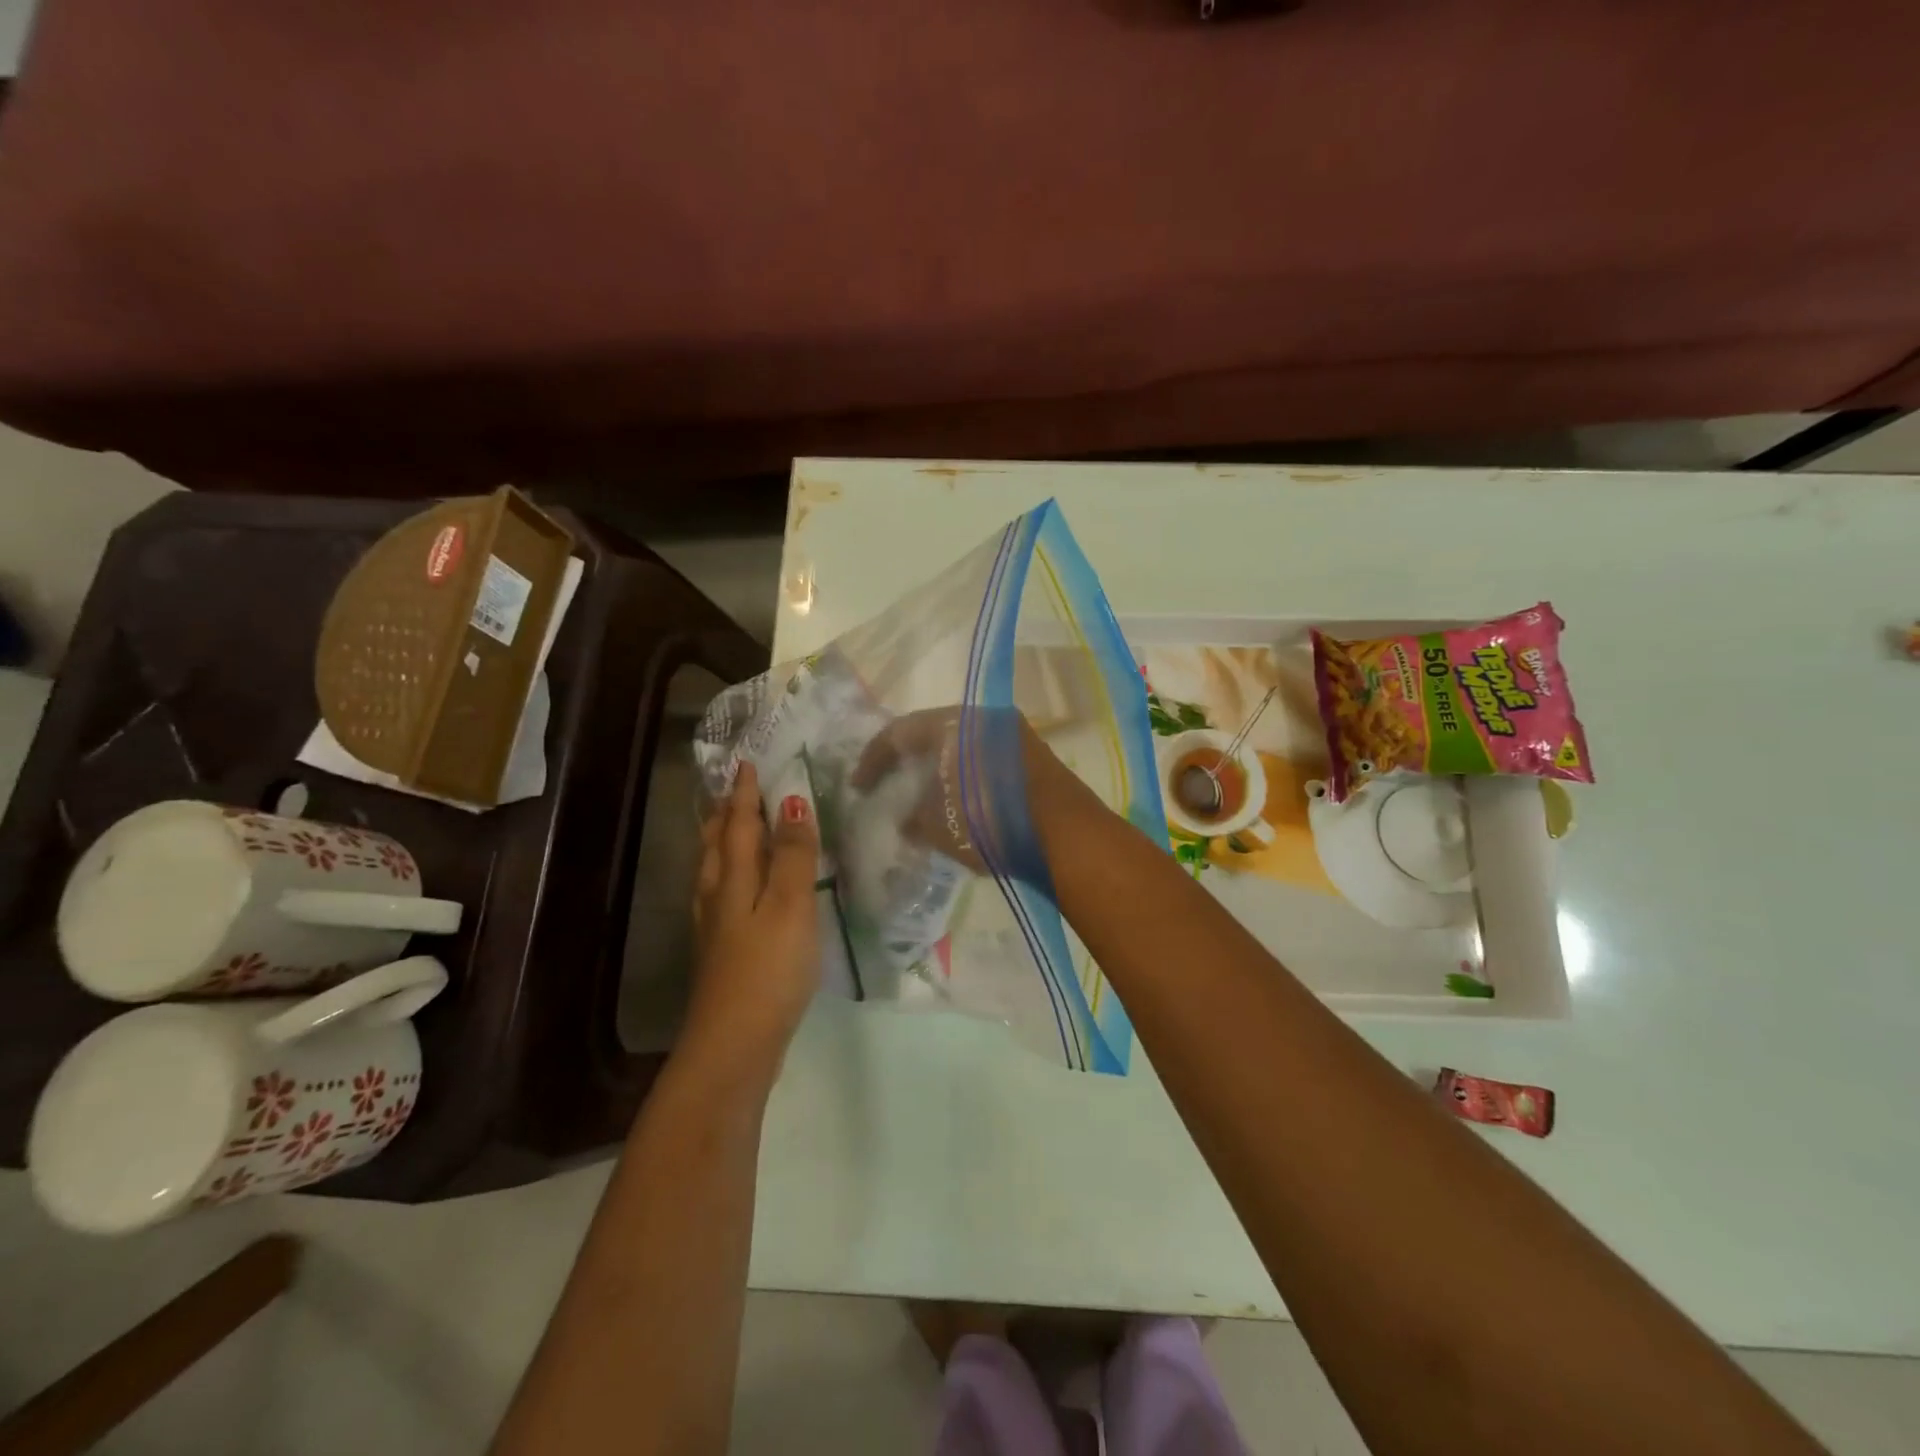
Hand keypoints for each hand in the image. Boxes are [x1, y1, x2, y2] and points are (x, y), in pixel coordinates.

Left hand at [686, 762, 820, 1077]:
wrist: (734, 1044)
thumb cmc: (769, 969)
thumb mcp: (791, 906)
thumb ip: (794, 856)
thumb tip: (792, 802)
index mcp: (735, 880)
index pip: (740, 825)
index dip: (745, 795)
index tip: (746, 764)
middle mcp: (717, 897)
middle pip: (717, 846)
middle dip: (725, 815)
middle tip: (733, 792)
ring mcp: (715, 928)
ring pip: (713, 872)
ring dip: (721, 843)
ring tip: (728, 830)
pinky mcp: (720, 953)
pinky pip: (719, 896)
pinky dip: (726, 877)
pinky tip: (734, 893)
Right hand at [851, 706, 1096, 880]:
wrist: (1066, 835)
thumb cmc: (991, 823)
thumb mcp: (939, 826)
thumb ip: (912, 818)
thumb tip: (906, 820)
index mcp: (954, 723)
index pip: (900, 731)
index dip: (873, 759)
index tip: (858, 786)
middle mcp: (985, 718)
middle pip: (932, 733)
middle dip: (906, 759)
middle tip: (888, 783)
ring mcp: (1014, 735)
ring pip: (961, 745)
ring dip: (938, 768)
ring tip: (922, 797)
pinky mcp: (1034, 757)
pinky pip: (985, 759)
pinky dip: (964, 775)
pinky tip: (960, 801)